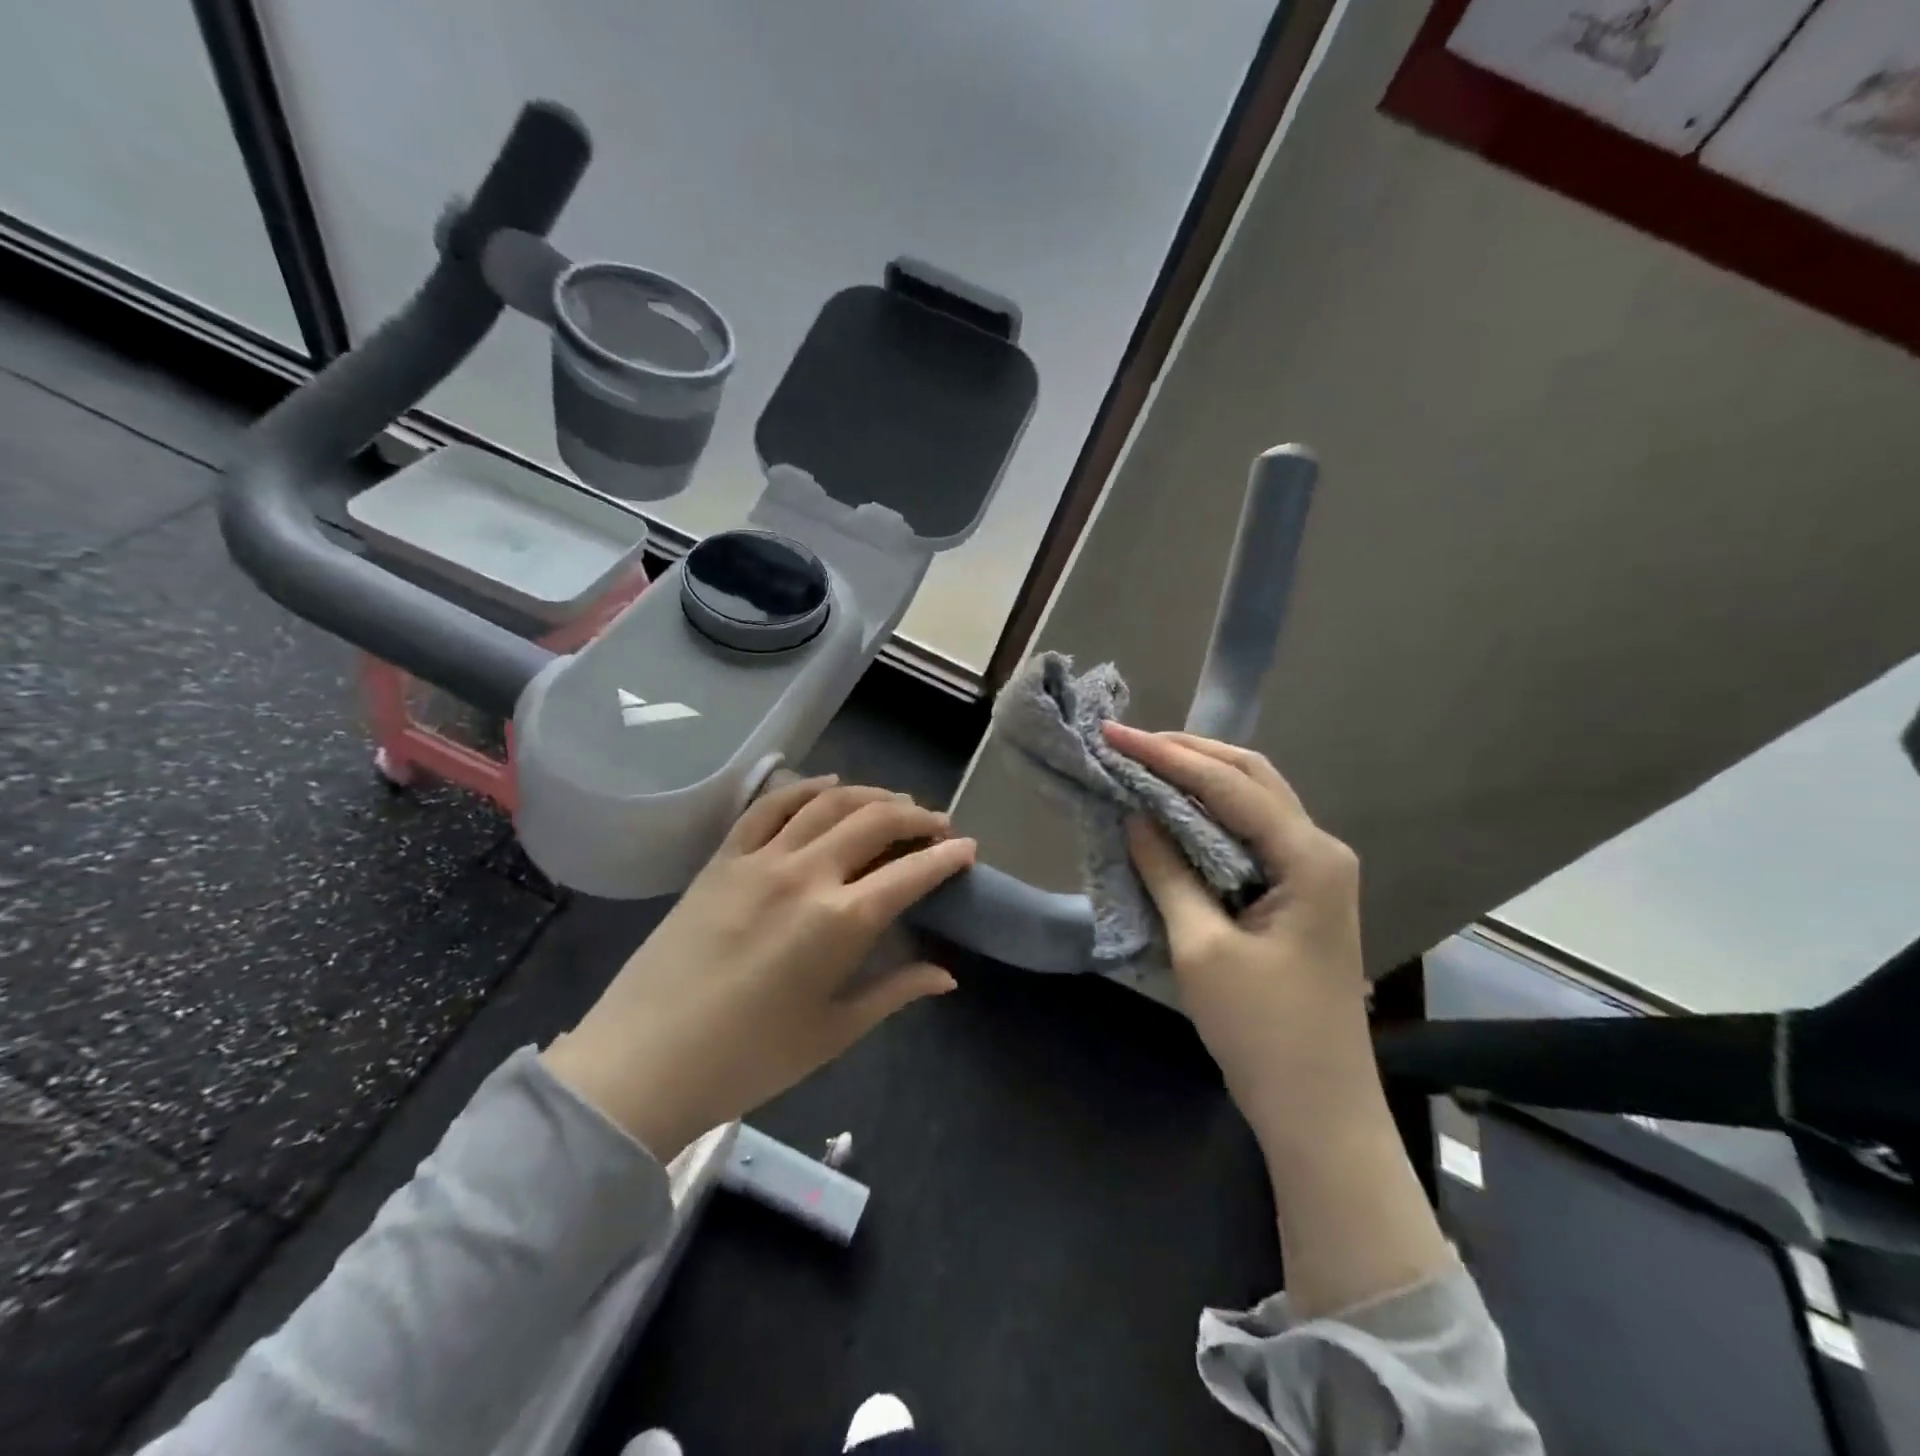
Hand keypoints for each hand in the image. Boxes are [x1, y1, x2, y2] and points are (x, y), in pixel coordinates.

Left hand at [542, 777, 975, 1160]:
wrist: (642, 1063)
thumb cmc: (748, 1060)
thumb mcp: (833, 1032)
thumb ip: (895, 992)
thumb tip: (947, 975)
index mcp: (840, 923)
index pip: (911, 873)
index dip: (947, 856)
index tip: (968, 848)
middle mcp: (805, 874)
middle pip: (875, 822)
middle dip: (916, 817)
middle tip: (937, 825)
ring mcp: (759, 859)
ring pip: (828, 803)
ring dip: (871, 795)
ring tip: (895, 803)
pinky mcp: (723, 858)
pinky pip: (770, 806)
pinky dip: (806, 788)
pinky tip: (829, 785)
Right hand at [1103, 725, 1376, 1154]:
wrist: (1319, 1110)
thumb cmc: (1262, 1031)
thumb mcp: (1202, 947)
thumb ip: (1168, 872)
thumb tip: (1136, 815)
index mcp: (1307, 857)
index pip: (1229, 786)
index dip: (1167, 756)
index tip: (1114, 735)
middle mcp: (1320, 850)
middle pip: (1251, 777)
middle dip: (1189, 753)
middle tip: (1129, 744)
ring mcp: (1314, 872)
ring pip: (1253, 801)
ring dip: (1200, 779)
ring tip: (1145, 765)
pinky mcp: (1299, 893)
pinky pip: (1251, 834)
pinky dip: (1210, 815)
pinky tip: (1174, 813)